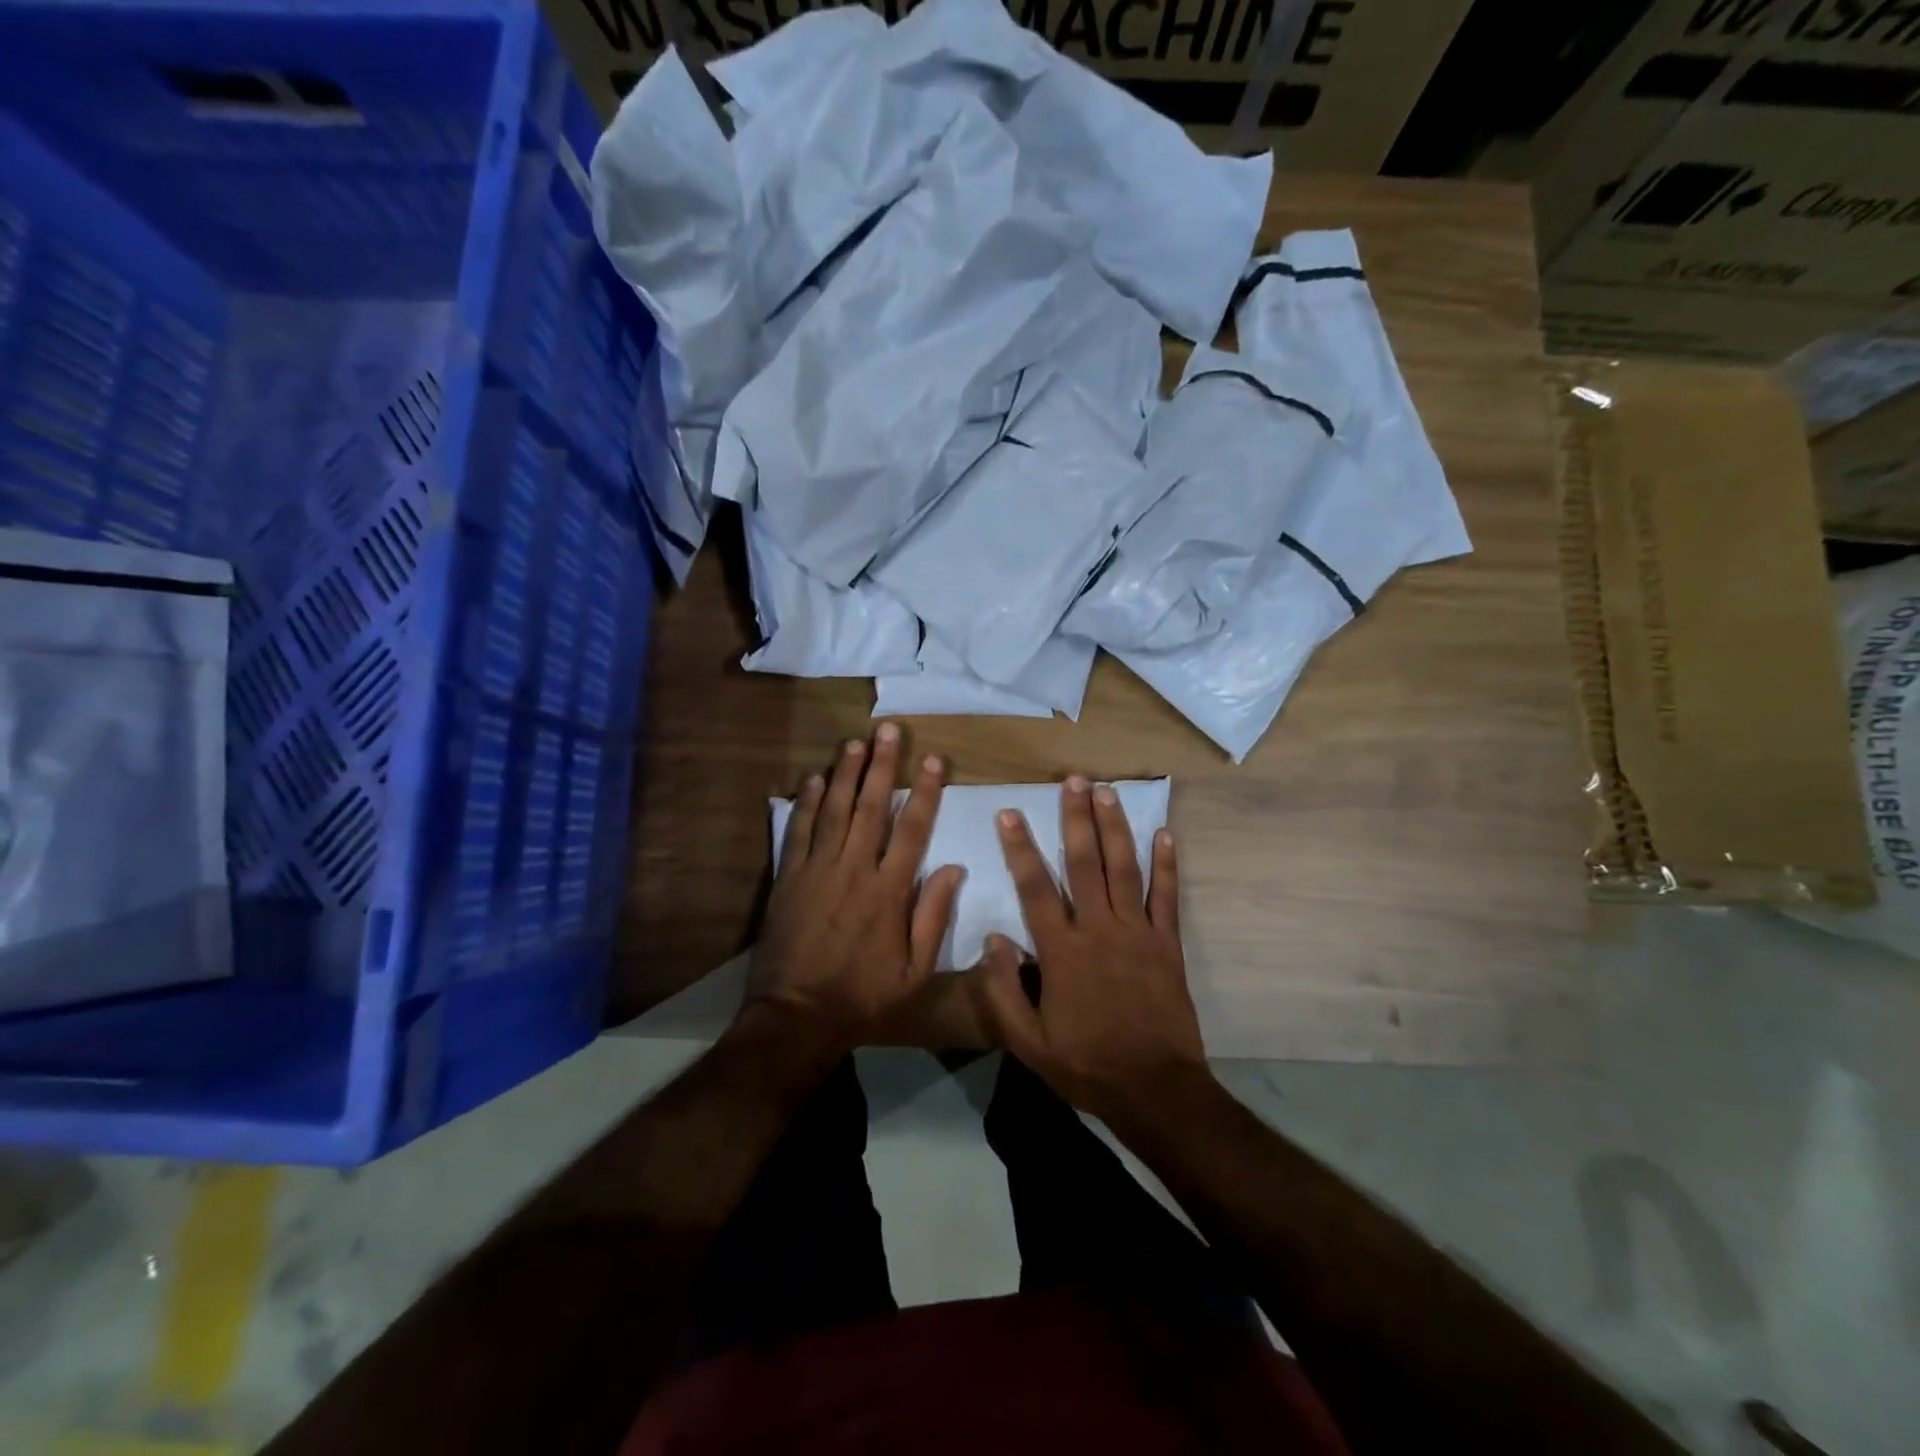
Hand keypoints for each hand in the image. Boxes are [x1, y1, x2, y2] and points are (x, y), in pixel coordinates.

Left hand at [744, 724, 963, 1057]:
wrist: (797, 1016)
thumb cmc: (864, 996)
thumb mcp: (915, 970)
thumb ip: (934, 916)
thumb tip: (954, 868)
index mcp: (890, 890)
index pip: (912, 828)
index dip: (924, 791)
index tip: (933, 759)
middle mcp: (855, 869)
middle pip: (870, 806)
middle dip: (881, 765)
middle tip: (888, 730)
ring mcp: (818, 870)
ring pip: (833, 810)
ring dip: (844, 773)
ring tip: (854, 742)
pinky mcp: (789, 879)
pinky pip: (798, 832)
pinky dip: (805, 804)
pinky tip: (812, 779)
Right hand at [978, 777, 1208, 1126]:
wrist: (1154, 1089)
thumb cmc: (1086, 1064)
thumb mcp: (1028, 1042)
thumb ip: (1004, 991)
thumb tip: (994, 939)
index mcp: (1062, 951)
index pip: (1035, 887)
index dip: (1020, 847)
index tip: (1010, 812)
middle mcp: (1099, 930)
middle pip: (1084, 863)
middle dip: (1076, 818)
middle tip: (1073, 780)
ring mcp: (1138, 933)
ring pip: (1124, 869)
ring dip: (1115, 827)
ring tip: (1108, 791)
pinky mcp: (1167, 944)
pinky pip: (1167, 897)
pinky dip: (1167, 865)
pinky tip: (1166, 835)